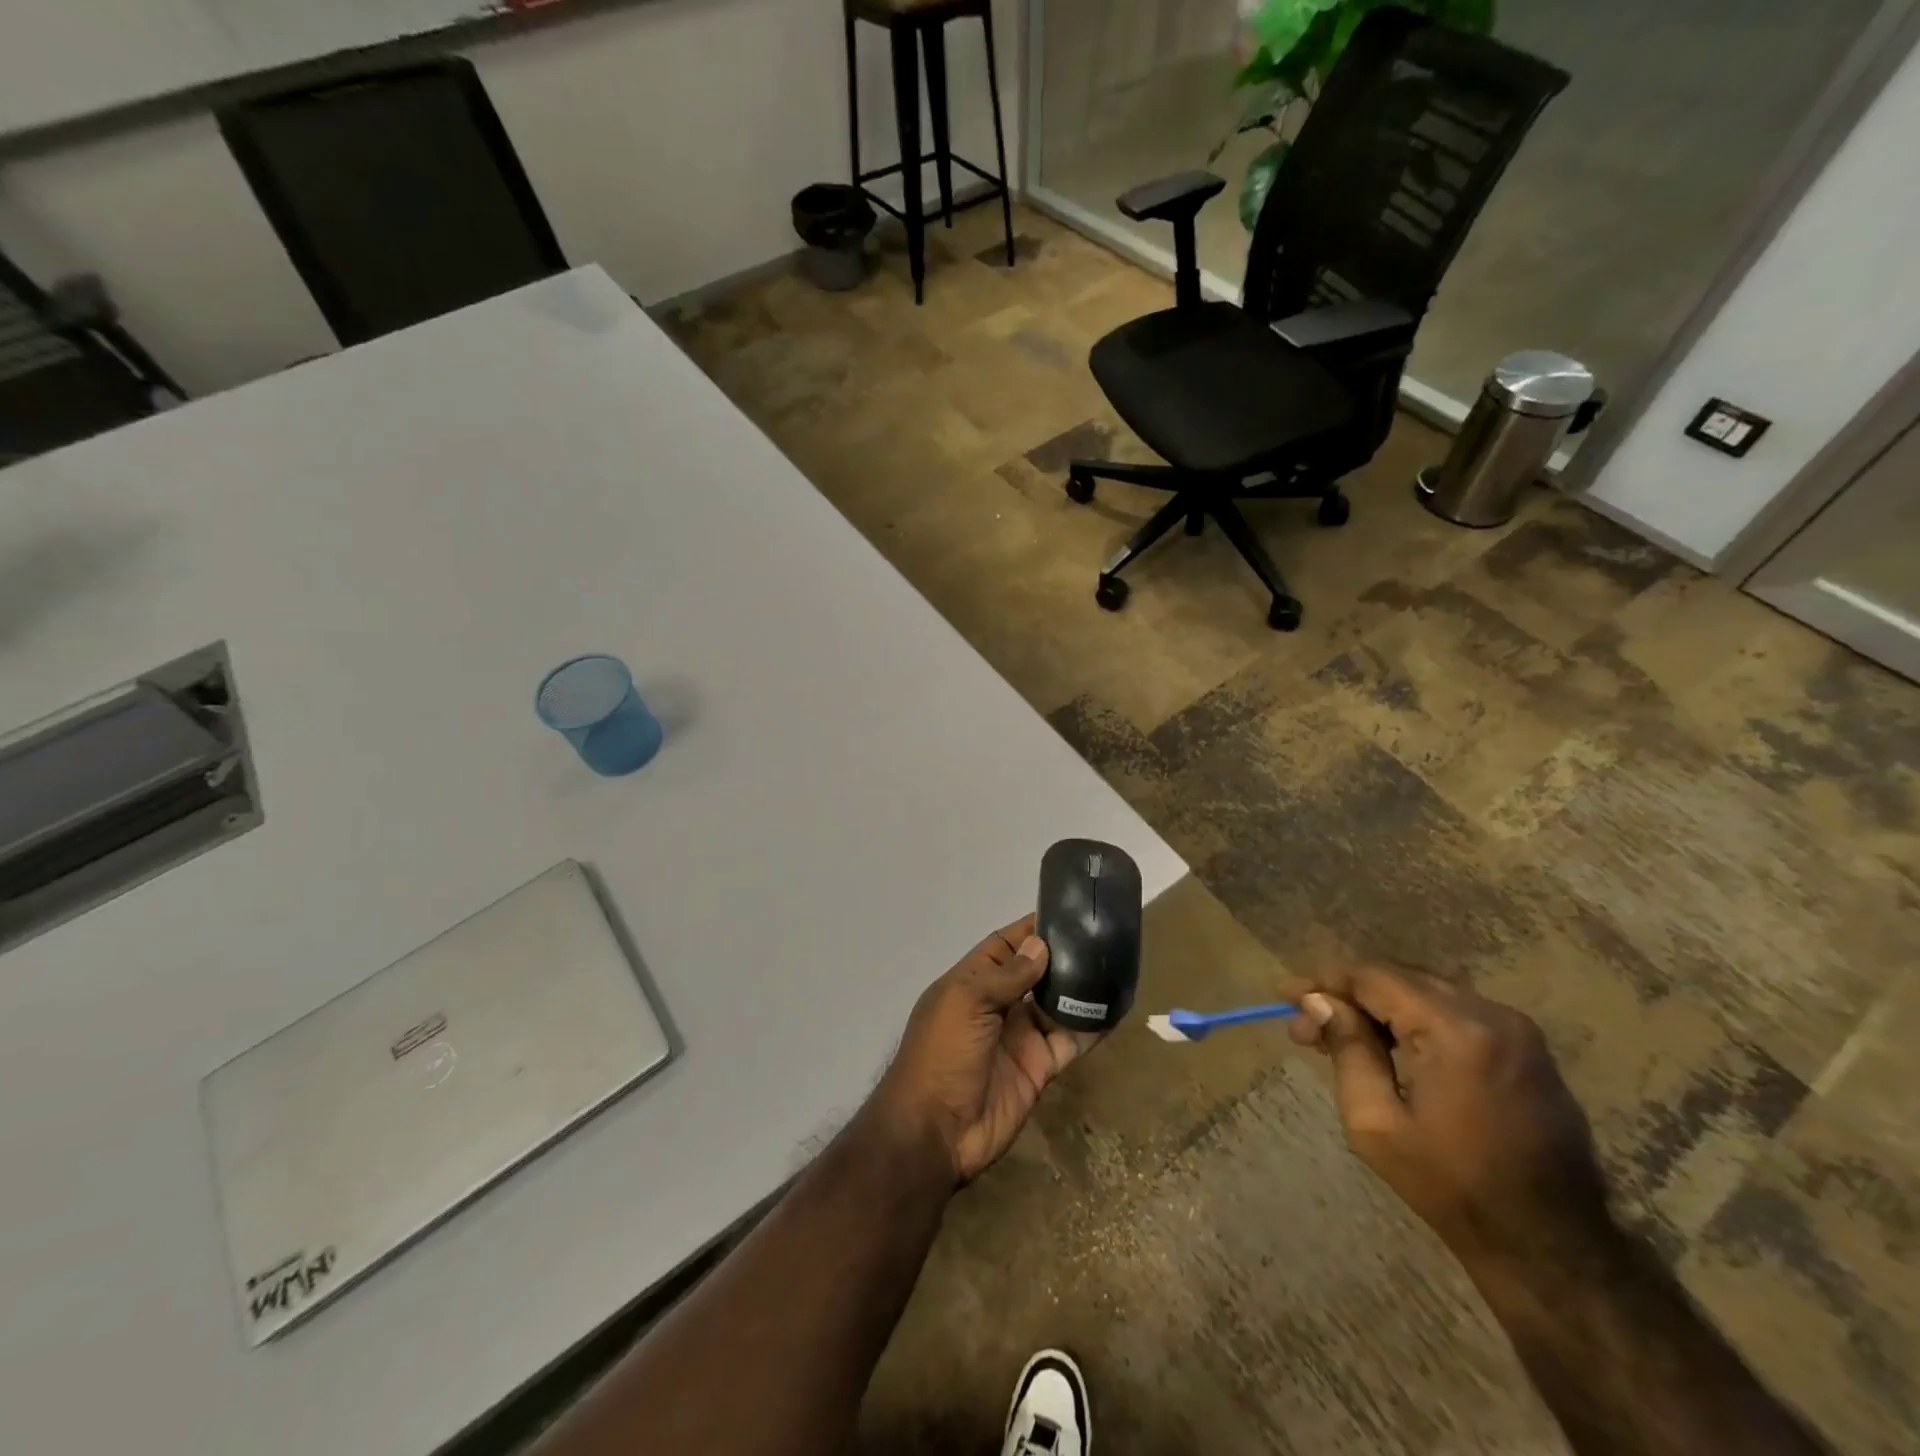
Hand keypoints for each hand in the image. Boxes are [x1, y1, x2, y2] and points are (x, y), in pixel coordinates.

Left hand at [873, 914, 1098, 1184]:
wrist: (937, 1131)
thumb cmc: (942, 1053)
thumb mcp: (967, 1002)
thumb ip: (1007, 975)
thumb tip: (1041, 944)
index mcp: (971, 982)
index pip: (1005, 945)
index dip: (1031, 930)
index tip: (1067, 911)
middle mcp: (998, 1005)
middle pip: (1035, 972)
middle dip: (1063, 956)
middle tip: (1103, 937)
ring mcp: (1020, 1037)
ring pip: (1056, 1004)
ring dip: (1081, 988)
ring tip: (1116, 966)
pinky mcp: (1040, 1067)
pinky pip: (1070, 1041)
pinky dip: (1091, 1027)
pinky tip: (1116, 1008)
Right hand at [1285, 964, 1610, 1260]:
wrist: (1552, 1249)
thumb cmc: (1453, 1187)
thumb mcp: (1377, 1123)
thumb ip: (1347, 1050)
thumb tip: (1319, 1001)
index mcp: (1458, 1031)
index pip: (1375, 979)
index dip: (1326, 981)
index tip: (1286, 994)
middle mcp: (1493, 1015)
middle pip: (1400, 979)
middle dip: (1349, 995)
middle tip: (1307, 1023)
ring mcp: (1518, 1031)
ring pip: (1426, 993)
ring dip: (1379, 1007)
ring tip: (1338, 1034)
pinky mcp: (1528, 1050)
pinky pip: (1455, 1014)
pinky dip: (1414, 1020)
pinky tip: (1386, 1045)